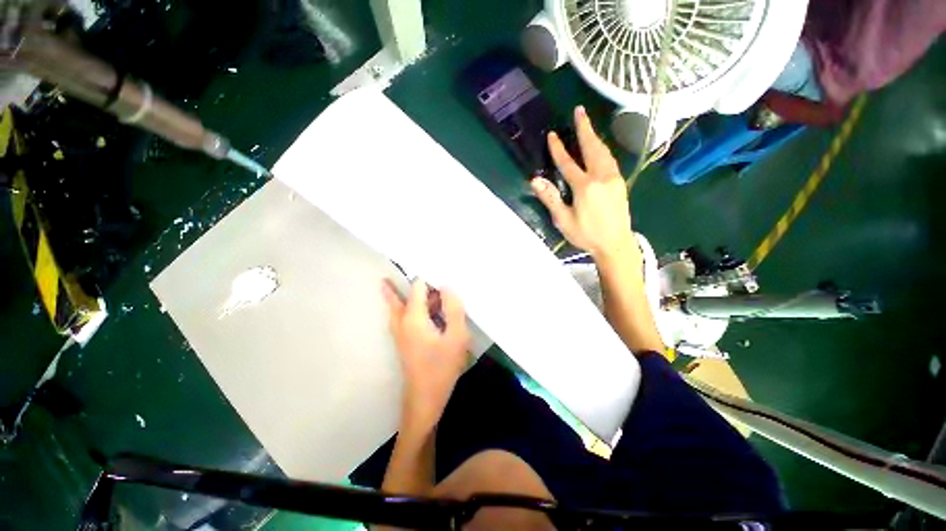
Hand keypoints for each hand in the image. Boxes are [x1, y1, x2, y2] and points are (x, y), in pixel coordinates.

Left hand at [382, 279, 470, 434]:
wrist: (425, 396)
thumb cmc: (441, 367)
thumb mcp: (456, 338)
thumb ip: (454, 310)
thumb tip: (447, 286)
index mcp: (413, 317)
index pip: (418, 286)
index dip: (429, 277)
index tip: (440, 270)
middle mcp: (401, 321)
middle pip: (403, 295)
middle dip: (411, 283)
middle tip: (421, 273)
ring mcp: (400, 332)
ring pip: (400, 307)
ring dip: (407, 296)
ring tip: (415, 284)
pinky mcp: (404, 342)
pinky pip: (404, 317)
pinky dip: (412, 309)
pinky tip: (427, 311)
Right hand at [531, 106, 634, 259]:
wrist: (617, 245)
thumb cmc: (588, 236)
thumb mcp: (565, 221)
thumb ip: (551, 199)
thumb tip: (535, 180)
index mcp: (585, 187)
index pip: (568, 162)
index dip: (558, 148)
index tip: (552, 135)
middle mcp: (601, 177)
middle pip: (591, 147)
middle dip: (584, 127)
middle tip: (579, 110)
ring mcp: (613, 178)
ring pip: (603, 151)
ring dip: (594, 136)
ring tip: (587, 124)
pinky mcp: (620, 182)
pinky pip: (610, 159)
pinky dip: (602, 148)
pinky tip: (599, 146)